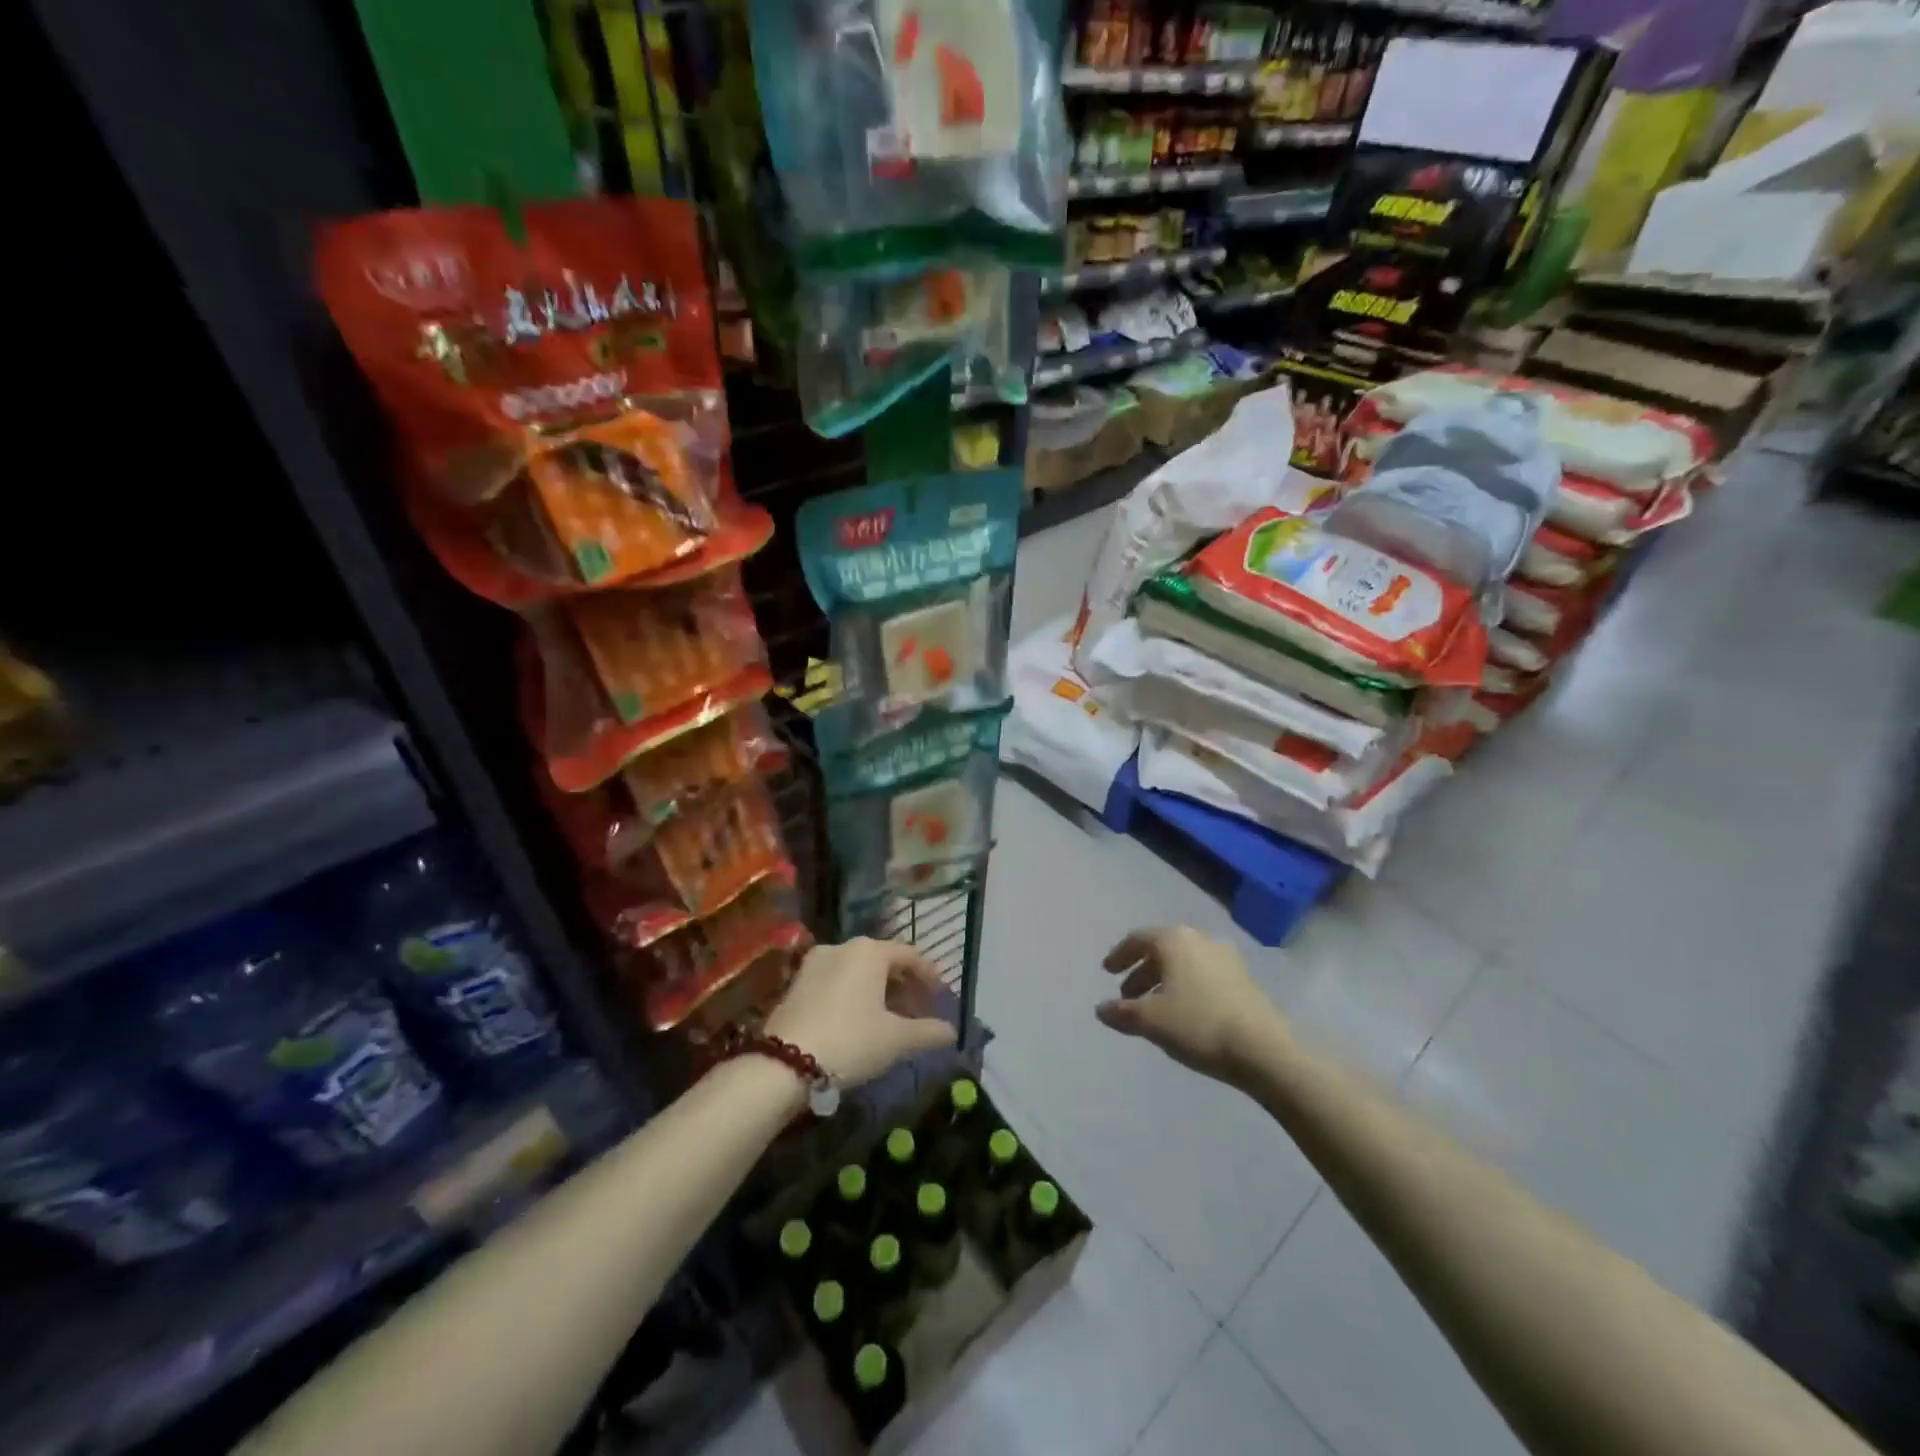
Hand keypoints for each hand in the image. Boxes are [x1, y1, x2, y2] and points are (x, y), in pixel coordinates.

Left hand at [766, 938, 956, 1087]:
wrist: (784, 1063)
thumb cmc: (851, 1041)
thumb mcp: (896, 1040)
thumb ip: (928, 1032)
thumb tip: (952, 1032)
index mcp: (870, 951)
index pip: (910, 955)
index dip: (929, 975)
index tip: (941, 996)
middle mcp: (843, 947)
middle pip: (883, 960)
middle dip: (903, 984)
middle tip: (917, 1010)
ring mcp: (815, 962)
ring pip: (858, 970)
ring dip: (877, 990)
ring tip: (889, 1018)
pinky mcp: (796, 982)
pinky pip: (836, 980)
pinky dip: (853, 994)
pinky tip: (858, 1020)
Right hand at [1095, 926, 1288, 1084]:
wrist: (1264, 1049)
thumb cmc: (1198, 1024)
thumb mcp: (1151, 1020)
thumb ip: (1121, 1012)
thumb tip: (1101, 1009)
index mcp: (1174, 940)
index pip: (1138, 939)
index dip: (1119, 955)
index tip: (1107, 971)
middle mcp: (1200, 940)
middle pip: (1162, 950)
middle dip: (1141, 972)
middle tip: (1127, 996)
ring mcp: (1226, 958)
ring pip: (1184, 964)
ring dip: (1164, 981)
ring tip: (1154, 1009)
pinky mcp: (1244, 980)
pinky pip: (1204, 975)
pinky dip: (1186, 988)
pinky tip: (1184, 1014)